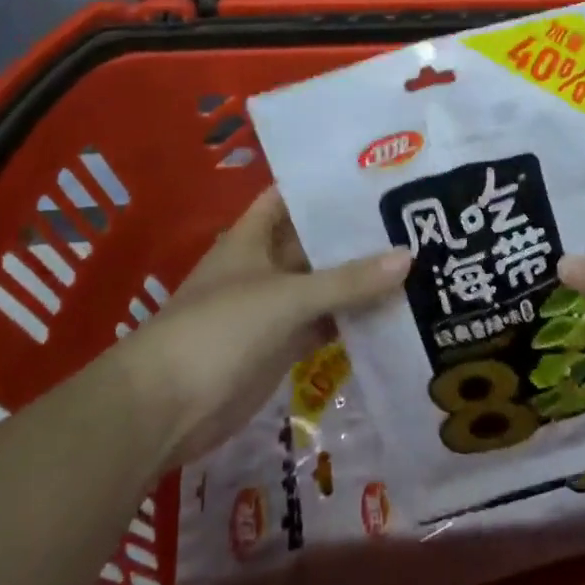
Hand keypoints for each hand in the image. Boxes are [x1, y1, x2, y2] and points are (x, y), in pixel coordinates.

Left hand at [120, 186, 407, 464]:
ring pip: (325, 285)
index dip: (329, 185)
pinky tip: (395, 311)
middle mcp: (265, 265)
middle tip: (415, 219)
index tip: (378, 175)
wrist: (165, 409)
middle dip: (357, 234)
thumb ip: (347, 280)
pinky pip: (324, 323)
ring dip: (360, 279)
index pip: (294, 197)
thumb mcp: (286, 296)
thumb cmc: (219, 329)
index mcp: (254, 236)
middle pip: (316, 242)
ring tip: (419, 259)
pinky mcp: (281, 346)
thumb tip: (409, 256)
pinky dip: (353, 319)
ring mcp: (274, 307)